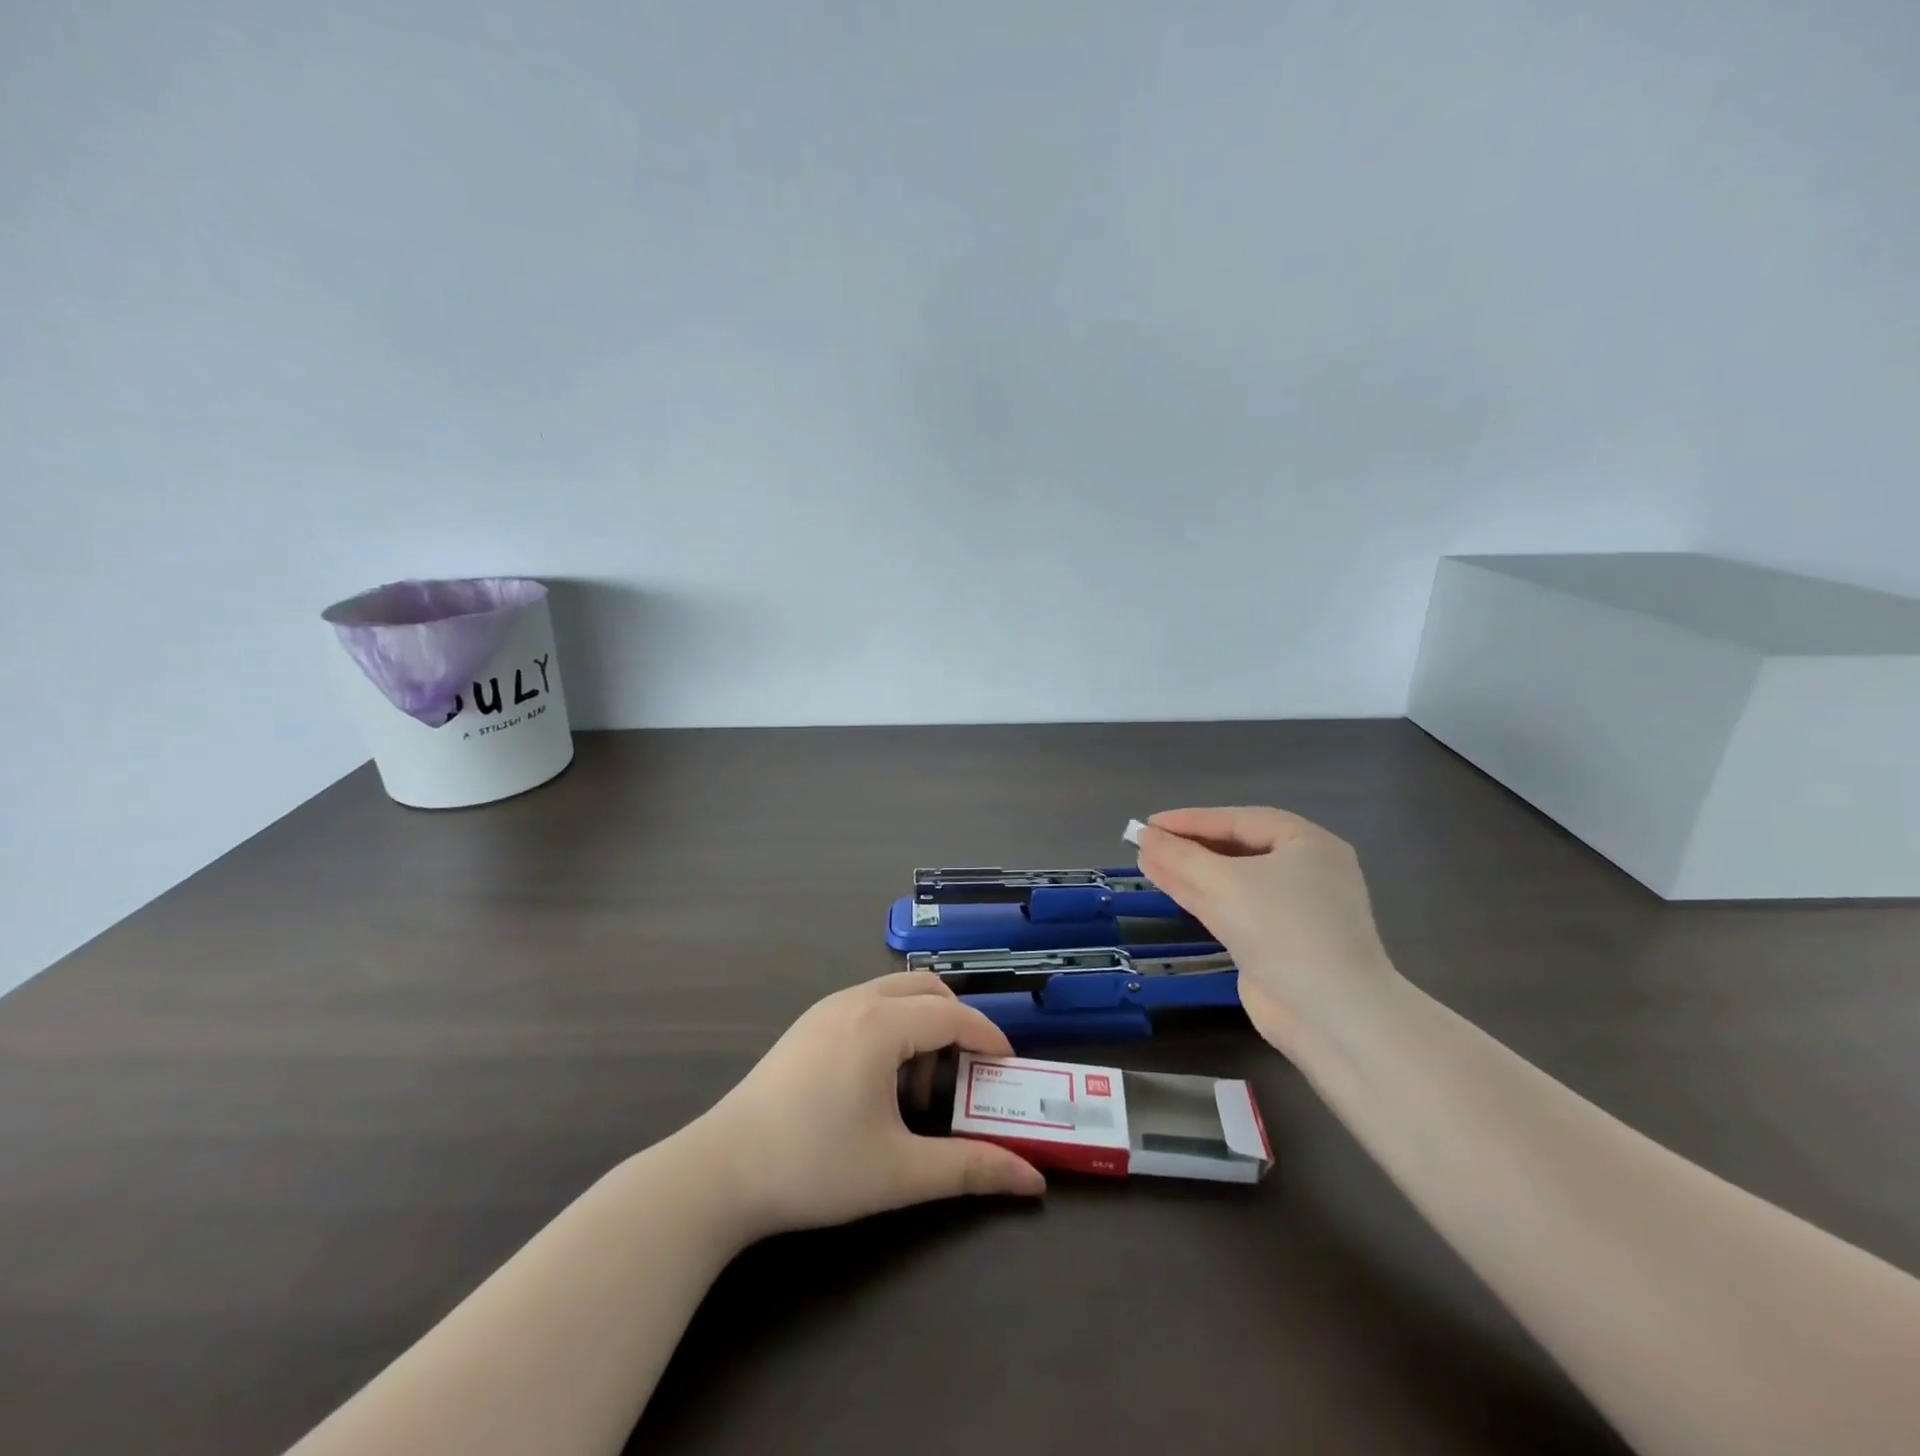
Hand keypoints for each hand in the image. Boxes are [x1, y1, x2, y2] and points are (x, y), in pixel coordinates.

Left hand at [688, 972, 1045, 1240]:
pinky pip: (868, 1007)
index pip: (954, 1016)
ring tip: (919, 1093)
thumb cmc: (815, 1166)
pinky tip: (879, 1086)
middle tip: (968, 1077)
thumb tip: (1032, 1180)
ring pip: (896, 995)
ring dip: (923, 1029)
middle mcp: (856, 1000)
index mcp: (881, 1024)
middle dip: (957, 1026)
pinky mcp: (807, 1024)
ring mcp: (826, 1008)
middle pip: (928, 990)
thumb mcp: (900, 1172)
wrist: (720, 1171)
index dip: (989, 1038)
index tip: (1009, 1069)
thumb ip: (971, 1169)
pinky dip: (893, 1030)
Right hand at [1134, 806, 1399, 1057]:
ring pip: (1230, 880)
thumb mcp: (1224, 883)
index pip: (1239, 821)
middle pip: (1236, 849)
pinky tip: (1168, 886)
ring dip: (1188, 871)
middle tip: (1146, 841)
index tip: (1149, 823)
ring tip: (1145, 860)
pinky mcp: (1276, 942)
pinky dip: (1199, 896)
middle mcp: (1304, 871)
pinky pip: (1232, 907)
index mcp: (1307, 844)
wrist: (1331, 1014)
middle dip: (1189, 846)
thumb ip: (1180, 856)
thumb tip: (1144, 837)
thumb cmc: (1283, 929)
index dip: (1191, 820)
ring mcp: (1291, 909)